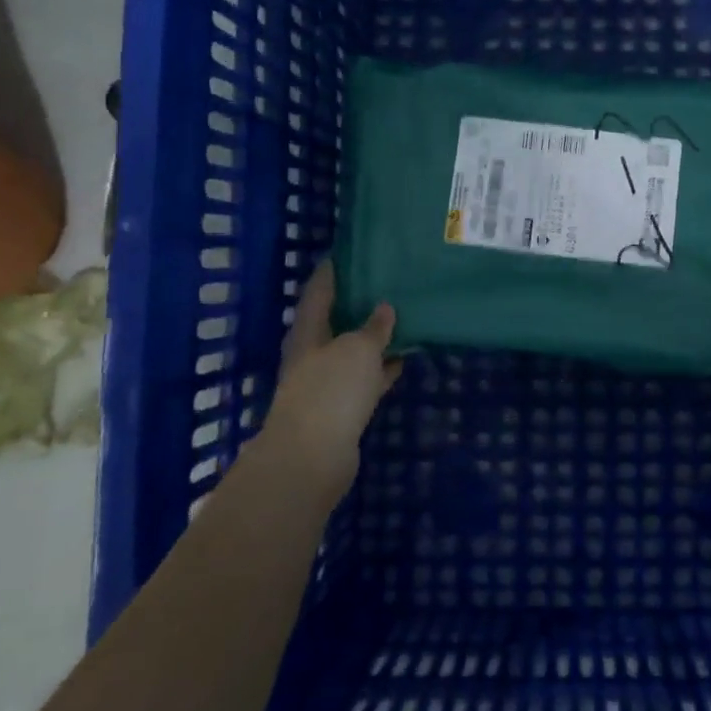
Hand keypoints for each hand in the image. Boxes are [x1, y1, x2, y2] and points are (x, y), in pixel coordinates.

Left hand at [256, 260, 401, 505]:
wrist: (312, 458)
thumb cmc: (331, 392)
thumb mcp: (358, 350)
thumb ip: (373, 328)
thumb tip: (384, 308)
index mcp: (308, 332)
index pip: (318, 291)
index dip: (332, 272)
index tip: (348, 253)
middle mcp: (312, 354)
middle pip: (334, 321)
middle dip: (356, 304)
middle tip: (385, 282)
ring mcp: (325, 383)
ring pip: (352, 351)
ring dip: (373, 337)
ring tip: (402, 316)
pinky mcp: (341, 409)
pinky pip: (364, 379)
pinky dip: (381, 368)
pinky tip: (403, 359)